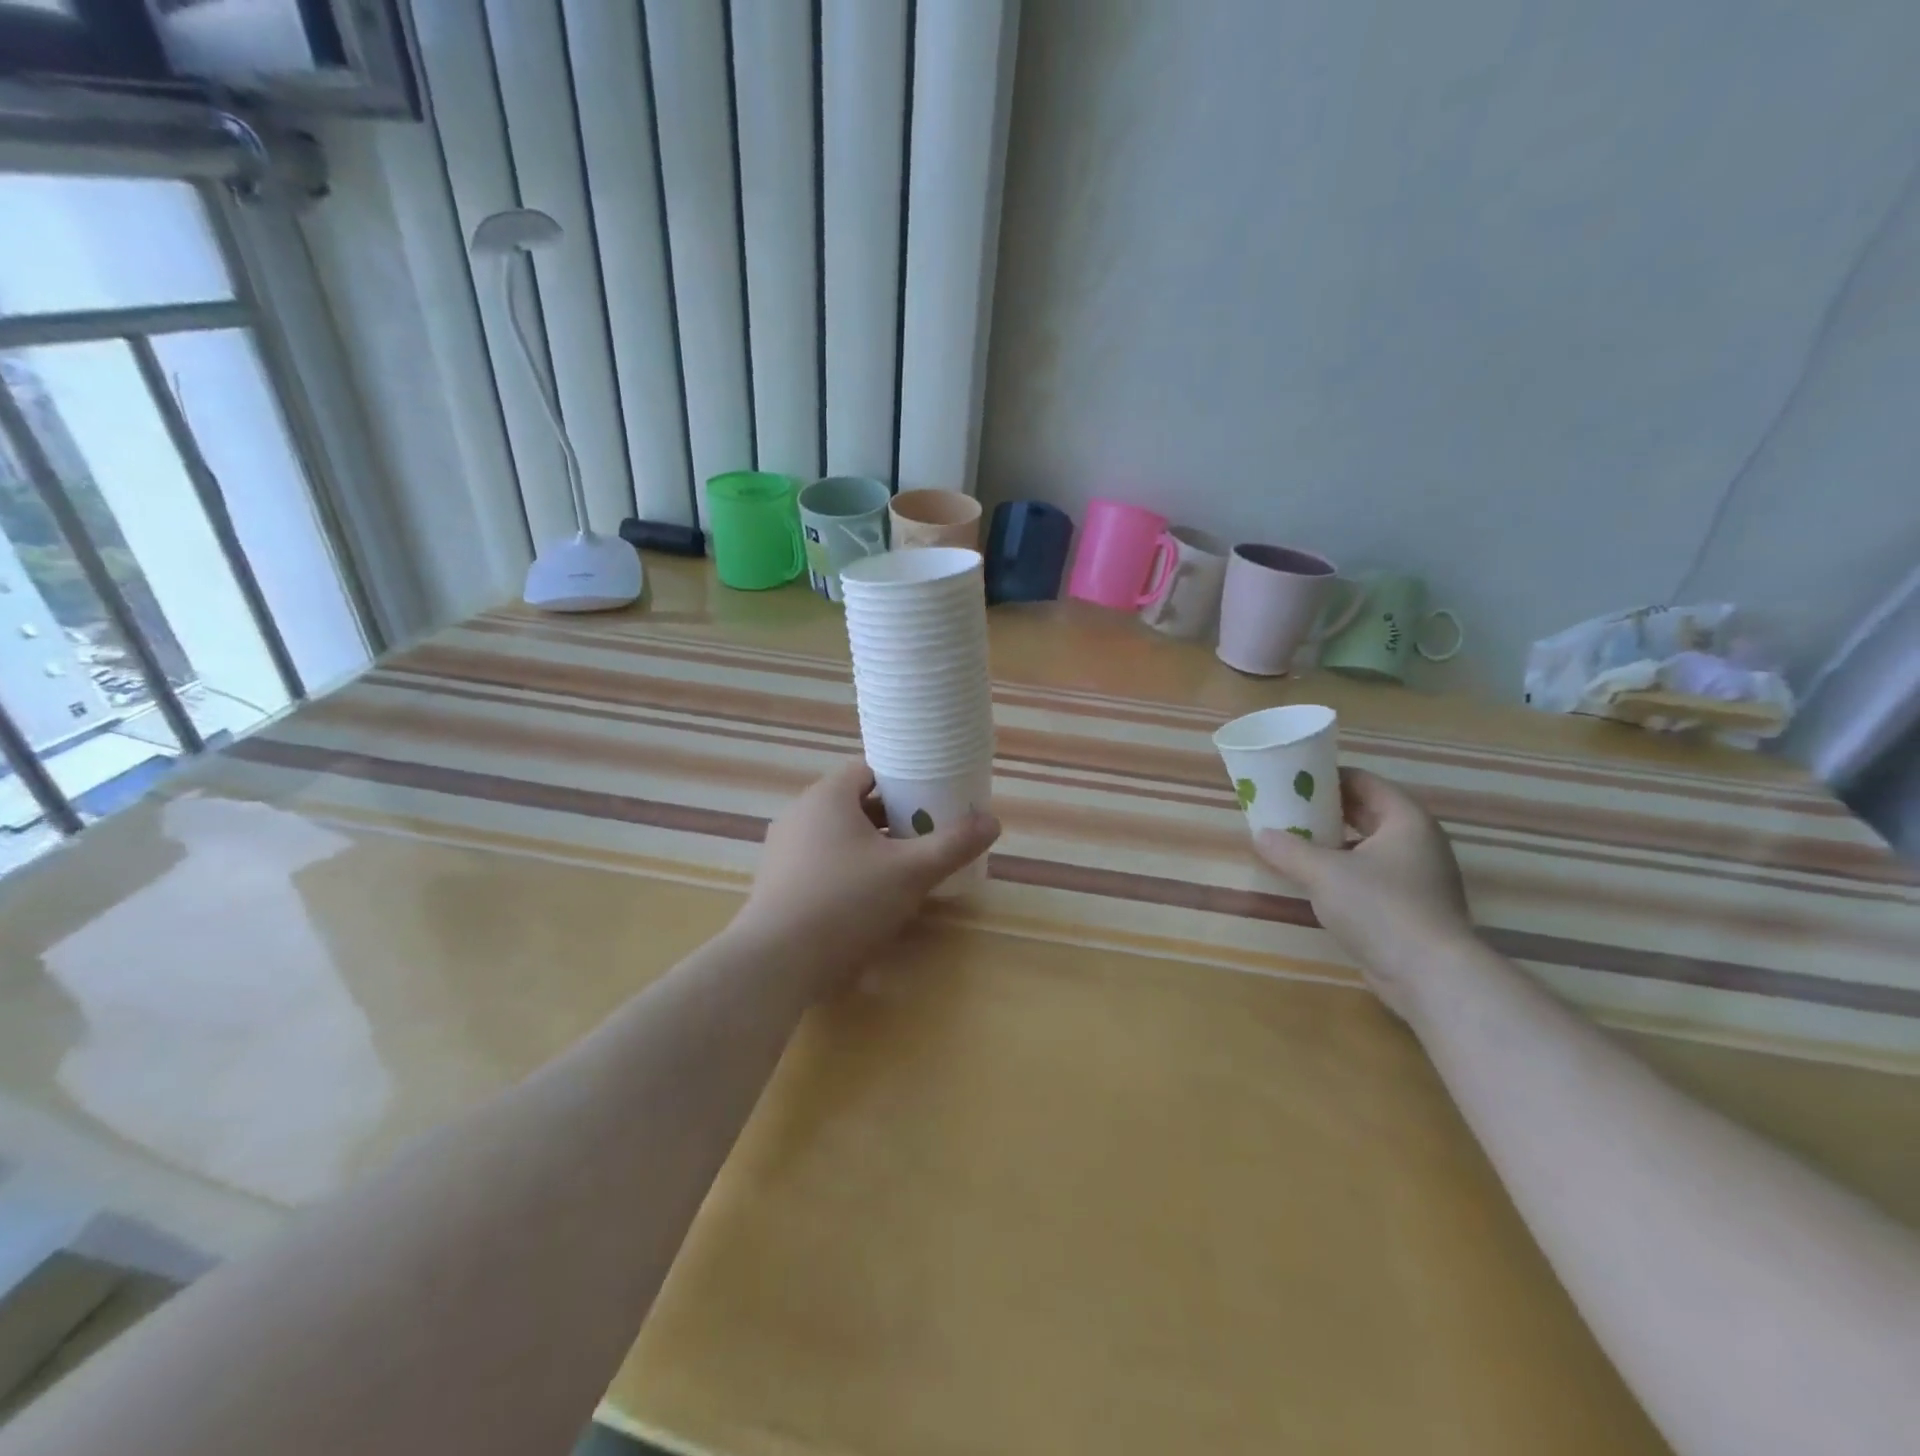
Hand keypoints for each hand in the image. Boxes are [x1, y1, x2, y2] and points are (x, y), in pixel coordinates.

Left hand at [731, 759, 1000, 994]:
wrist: (775, 962)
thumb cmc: (846, 902)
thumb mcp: (910, 872)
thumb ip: (953, 844)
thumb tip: (992, 821)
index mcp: (828, 796)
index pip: (870, 769)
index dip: (905, 780)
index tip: (933, 799)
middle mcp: (800, 814)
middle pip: (856, 803)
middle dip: (894, 817)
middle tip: (928, 835)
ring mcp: (783, 850)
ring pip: (839, 835)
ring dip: (872, 846)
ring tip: (905, 868)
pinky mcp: (777, 883)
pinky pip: (822, 862)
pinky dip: (849, 869)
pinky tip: (869, 898)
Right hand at [1252, 769, 1475, 1018]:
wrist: (1431, 976)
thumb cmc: (1380, 908)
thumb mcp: (1323, 873)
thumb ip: (1288, 850)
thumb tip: (1261, 835)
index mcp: (1406, 820)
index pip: (1363, 781)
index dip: (1326, 777)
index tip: (1292, 780)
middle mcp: (1418, 842)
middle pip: (1365, 812)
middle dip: (1325, 810)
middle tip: (1286, 809)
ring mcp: (1419, 876)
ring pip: (1367, 846)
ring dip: (1332, 843)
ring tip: (1293, 842)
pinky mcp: (1412, 907)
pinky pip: (1371, 875)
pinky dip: (1343, 871)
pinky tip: (1315, 881)